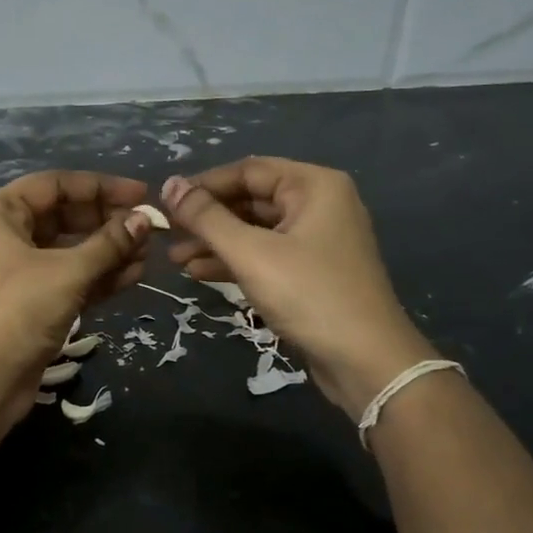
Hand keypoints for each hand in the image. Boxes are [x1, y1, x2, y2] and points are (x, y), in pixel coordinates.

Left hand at [0, 171, 154, 435]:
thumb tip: (145, 219)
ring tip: (148, 255)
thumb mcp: (68, 271)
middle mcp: (4, 235)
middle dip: (108, 222)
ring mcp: (16, 271)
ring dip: (109, 252)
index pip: (55, 185)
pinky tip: (134, 275)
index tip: (142, 193)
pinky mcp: (30, 303)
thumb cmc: (18, 310)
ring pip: (70, 250)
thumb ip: (109, 242)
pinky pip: (69, 278)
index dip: (101, 187)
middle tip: (150, 228)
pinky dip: (98, 277)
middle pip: (64, 216)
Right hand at [161, 160, 432, 417]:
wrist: (367, 362)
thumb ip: (207, 218)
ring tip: (176, 259)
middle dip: (207, 218)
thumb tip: (169, 185)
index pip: (247, 170)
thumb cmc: (309, 295)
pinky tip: (200, 273)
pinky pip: (265, 255)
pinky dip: (234, 261)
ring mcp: (316, 240)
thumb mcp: (251, 253)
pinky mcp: (311, 272)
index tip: (165, 203)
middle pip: (250, 199)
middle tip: (166, 234)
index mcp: (313, 186)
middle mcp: (318, 204)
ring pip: (254, 230)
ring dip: (215, 242)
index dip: (203, 185)